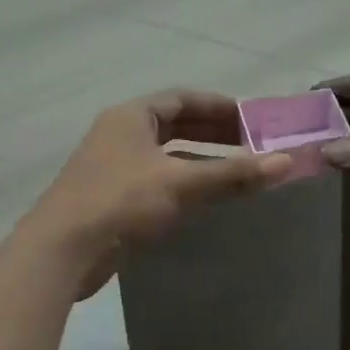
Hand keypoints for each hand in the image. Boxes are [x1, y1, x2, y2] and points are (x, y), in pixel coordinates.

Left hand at [27, 90, 290, 296]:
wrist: (63, 250)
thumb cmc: (120, 201)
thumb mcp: (180, 183)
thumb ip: (232, 173)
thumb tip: (286, 162)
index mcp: (131, 117)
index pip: (181, 99)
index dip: (218, 106)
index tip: (252, 118)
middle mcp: (120, 135)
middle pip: (174, 126)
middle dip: (213, 134)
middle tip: (252, 145)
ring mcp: (114, 168)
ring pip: (167, 157)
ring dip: (201, 162)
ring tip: (238, 173)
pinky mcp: (113, 200)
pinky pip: (158, 183)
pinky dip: (184, 186)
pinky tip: (207, 201)